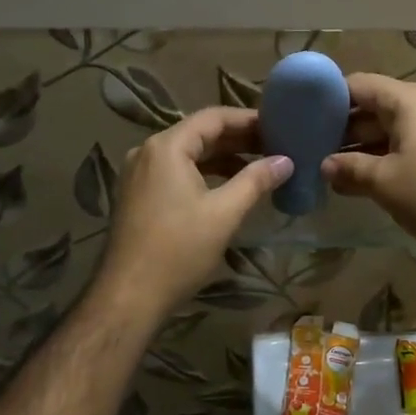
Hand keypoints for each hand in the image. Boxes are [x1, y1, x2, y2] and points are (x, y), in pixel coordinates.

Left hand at [93, 107, 292, 321]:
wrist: (130, 296)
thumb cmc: (179, 250)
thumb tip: (285, 161)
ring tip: (259, 167)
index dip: (248, 119)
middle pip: (199, 134)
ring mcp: (139, 175)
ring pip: (187, 155)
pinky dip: (204, 174)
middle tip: (275, 146)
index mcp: (167, 147)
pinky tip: (228, 188)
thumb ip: (256, 181)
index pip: (213, 118)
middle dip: (238, 139)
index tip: (278, 126)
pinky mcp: (138, 196)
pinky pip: (176, 173)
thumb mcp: (224, 213)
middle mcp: (148, 152)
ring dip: (222, 158)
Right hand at [321, 74, 415, 251]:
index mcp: (405, 100)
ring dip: (358, 147)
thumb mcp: (384, 182)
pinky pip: (403, 145)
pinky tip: (359, 180)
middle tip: (308, 148)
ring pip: (386, 129)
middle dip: (340, 128)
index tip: (300, 117)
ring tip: (326, 168)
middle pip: (370, 107)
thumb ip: (349, 169)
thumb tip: (324, 166)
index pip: (356, 85)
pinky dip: (380, 158)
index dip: (327, 98)